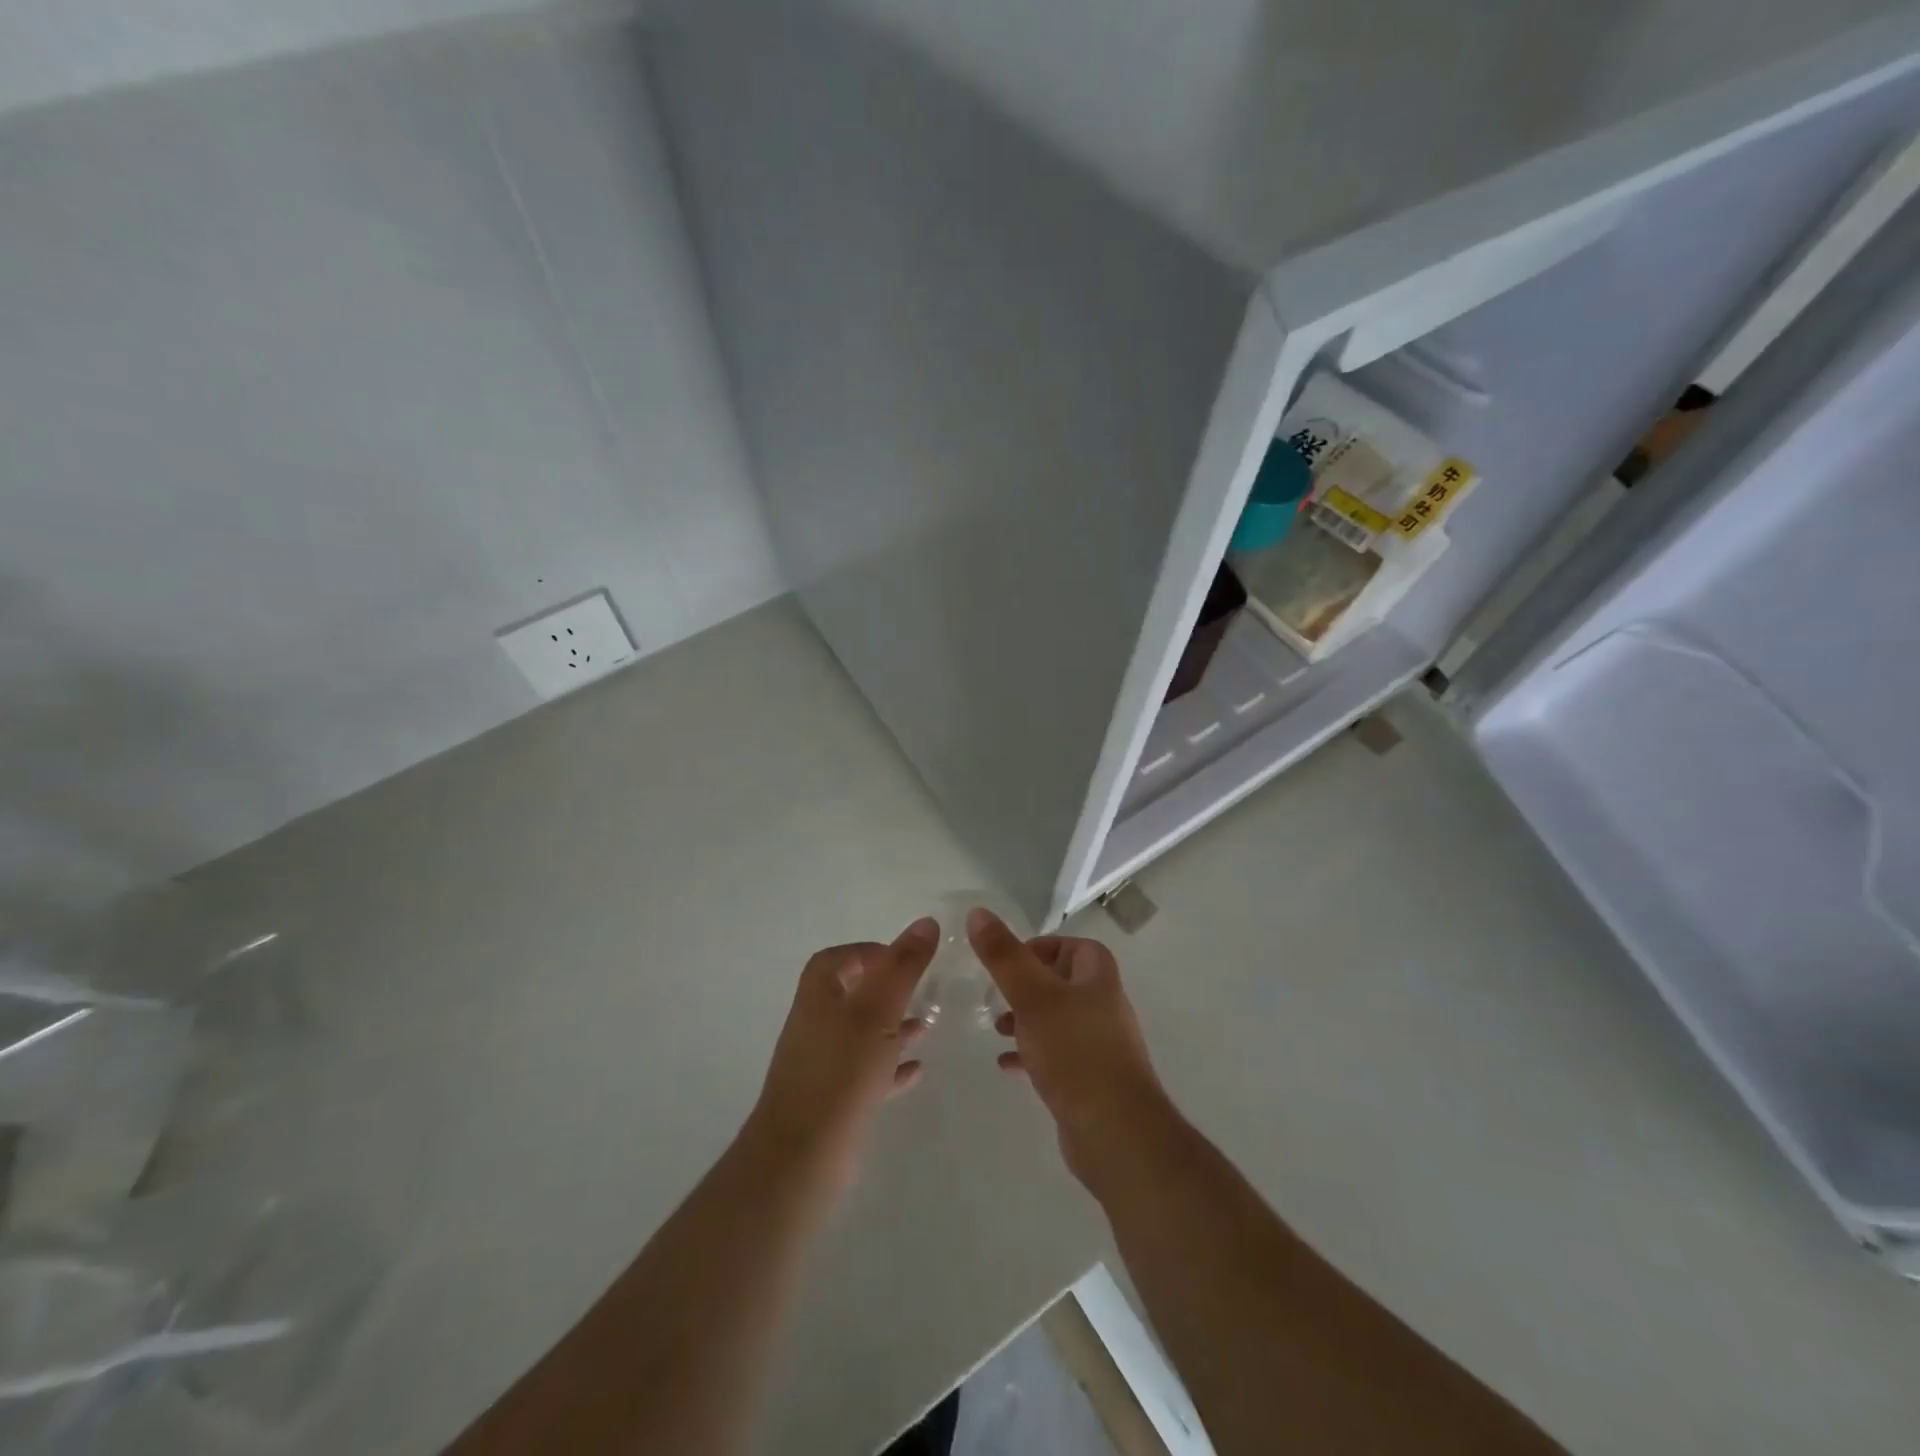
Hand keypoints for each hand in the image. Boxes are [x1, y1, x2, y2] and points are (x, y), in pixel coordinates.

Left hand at [747, 918, 937, 1190]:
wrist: (802, 1156)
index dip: (870, 952)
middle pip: (852, 994)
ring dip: (893, 1027)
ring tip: (928, 1026)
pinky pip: (866, 1073)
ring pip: (862, 1034)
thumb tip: (925, 922)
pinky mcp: (833, 1100)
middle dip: (888, 990)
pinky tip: (916, 1071)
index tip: (906, 959)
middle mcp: (815, 1023)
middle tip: (923, 991)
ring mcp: (822, 1064)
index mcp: (819, 995)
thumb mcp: (879, 1010)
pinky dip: (890, 1066)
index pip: (839, 958)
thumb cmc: (842, 1071)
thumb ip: (903, 966)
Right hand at [967, 908, 1175, 1188]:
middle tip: (997, 994)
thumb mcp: (1032, 996)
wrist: (1115, 1132)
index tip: (1009, 961)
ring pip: (1058, 1020)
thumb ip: (1004, 956)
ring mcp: (1100, 1046)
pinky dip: (1032, 1054)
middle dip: (1028, 986)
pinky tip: (1008, 1065)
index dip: (1044, 947)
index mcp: (1099, 979)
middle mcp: (1104, 1006)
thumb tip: (978, 912)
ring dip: (1027, 1020)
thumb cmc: (1075, 1052)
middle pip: (1064, 982)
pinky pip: (1057, 1056)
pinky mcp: (1091, 1080)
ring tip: (998, 1028)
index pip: (1074, 947)